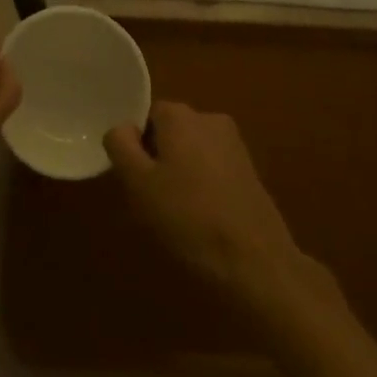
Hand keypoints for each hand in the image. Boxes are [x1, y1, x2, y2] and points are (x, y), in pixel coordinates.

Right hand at [104, 102, 316, 303]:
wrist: (256, 262)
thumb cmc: (189, 218)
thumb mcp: (139, 184)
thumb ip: (121, 146)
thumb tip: (122, 128)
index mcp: (180, 115)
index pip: (146, 117)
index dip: (136, 148)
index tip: (137, 181)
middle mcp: (209, 118)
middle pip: (170, 133)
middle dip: (159, 161)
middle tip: (153, 202)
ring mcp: (234, 145)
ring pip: (192, 153)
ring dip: (182, 176)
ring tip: (179, 217)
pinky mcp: (250, 172)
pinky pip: (214, 170)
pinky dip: (204, 189)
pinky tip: (204, 222)